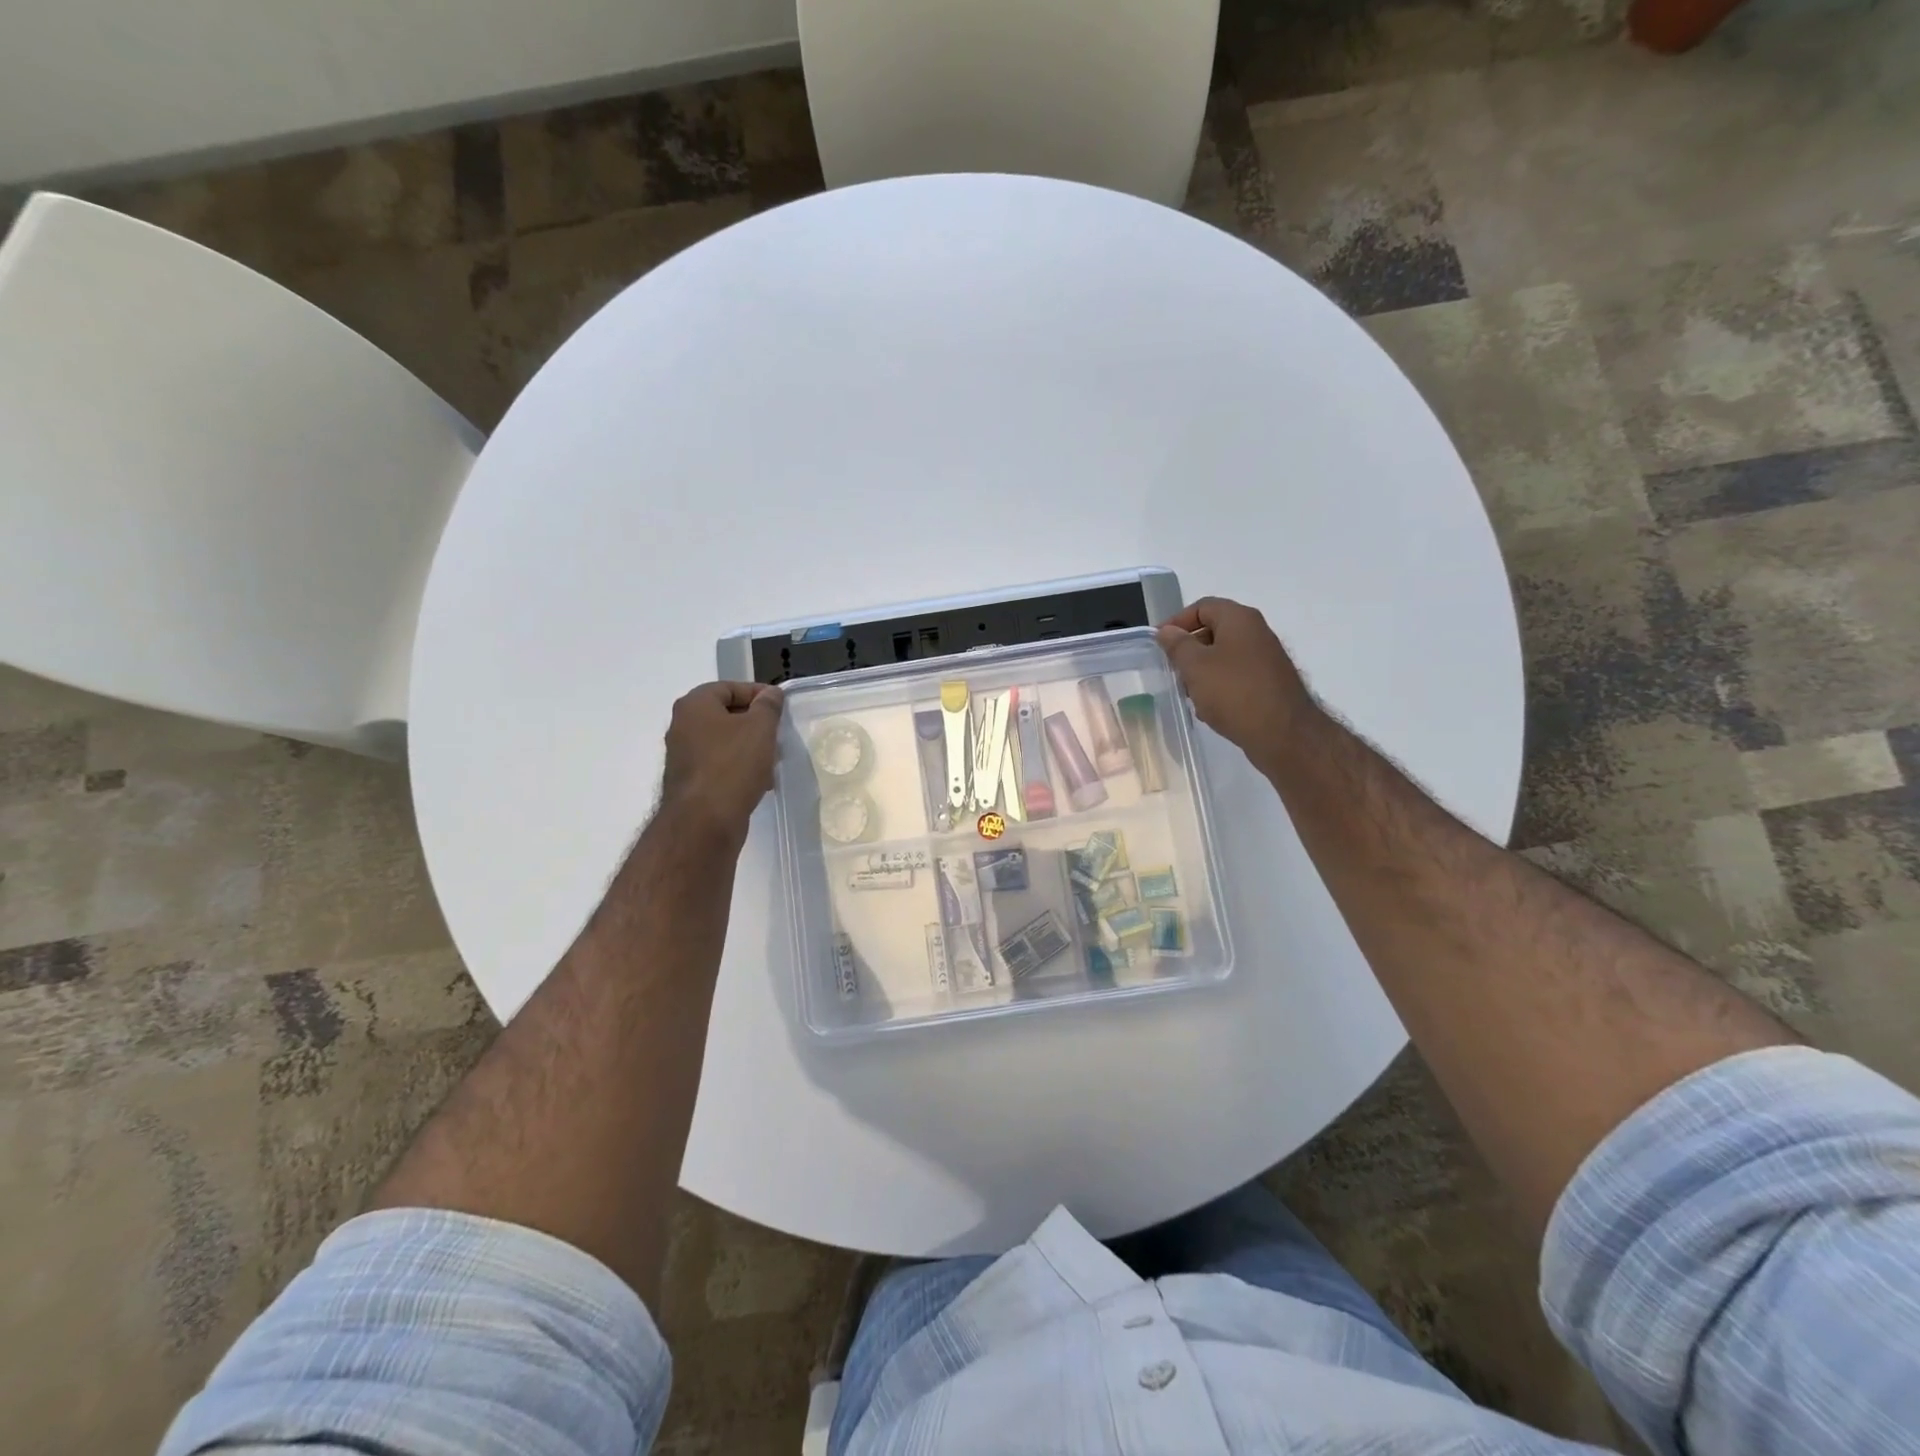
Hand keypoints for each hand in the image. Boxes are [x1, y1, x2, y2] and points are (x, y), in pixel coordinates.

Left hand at [658, 681, 784, 839]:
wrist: (704, 822)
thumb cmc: (732, 765)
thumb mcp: (760, 728)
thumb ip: (768, 706)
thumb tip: (771, 693)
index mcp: (694, 706)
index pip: (729, 687)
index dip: (757, 693)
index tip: (781, 707)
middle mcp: (682, 727)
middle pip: (725, 715)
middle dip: (755, 723)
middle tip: (779, 734)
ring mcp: (684, 756)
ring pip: (724, 742)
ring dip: (750, 748)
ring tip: (773, 760)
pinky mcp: (691, 782)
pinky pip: (719, 766)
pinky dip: (739, 768)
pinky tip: (760, 782)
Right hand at [1155, 597, 1314, 766]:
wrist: (1283, 734)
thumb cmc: (1234, 692)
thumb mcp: (1195, 666)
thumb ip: (1177, 645)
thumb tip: (1167, 631)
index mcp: (1239, 619)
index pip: (1202, 606)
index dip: (1176, 621)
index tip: (1159, 643)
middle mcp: (1256, 633)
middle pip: (1213, 631)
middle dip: (1189, 650)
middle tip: (1172, 670)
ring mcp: (1266, 659)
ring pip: (1224, 657)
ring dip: (1202, 672)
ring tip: (1189, 694)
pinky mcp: (1269, 683)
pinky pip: (1236, 677)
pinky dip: (1219, 687)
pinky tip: (1210, 709)